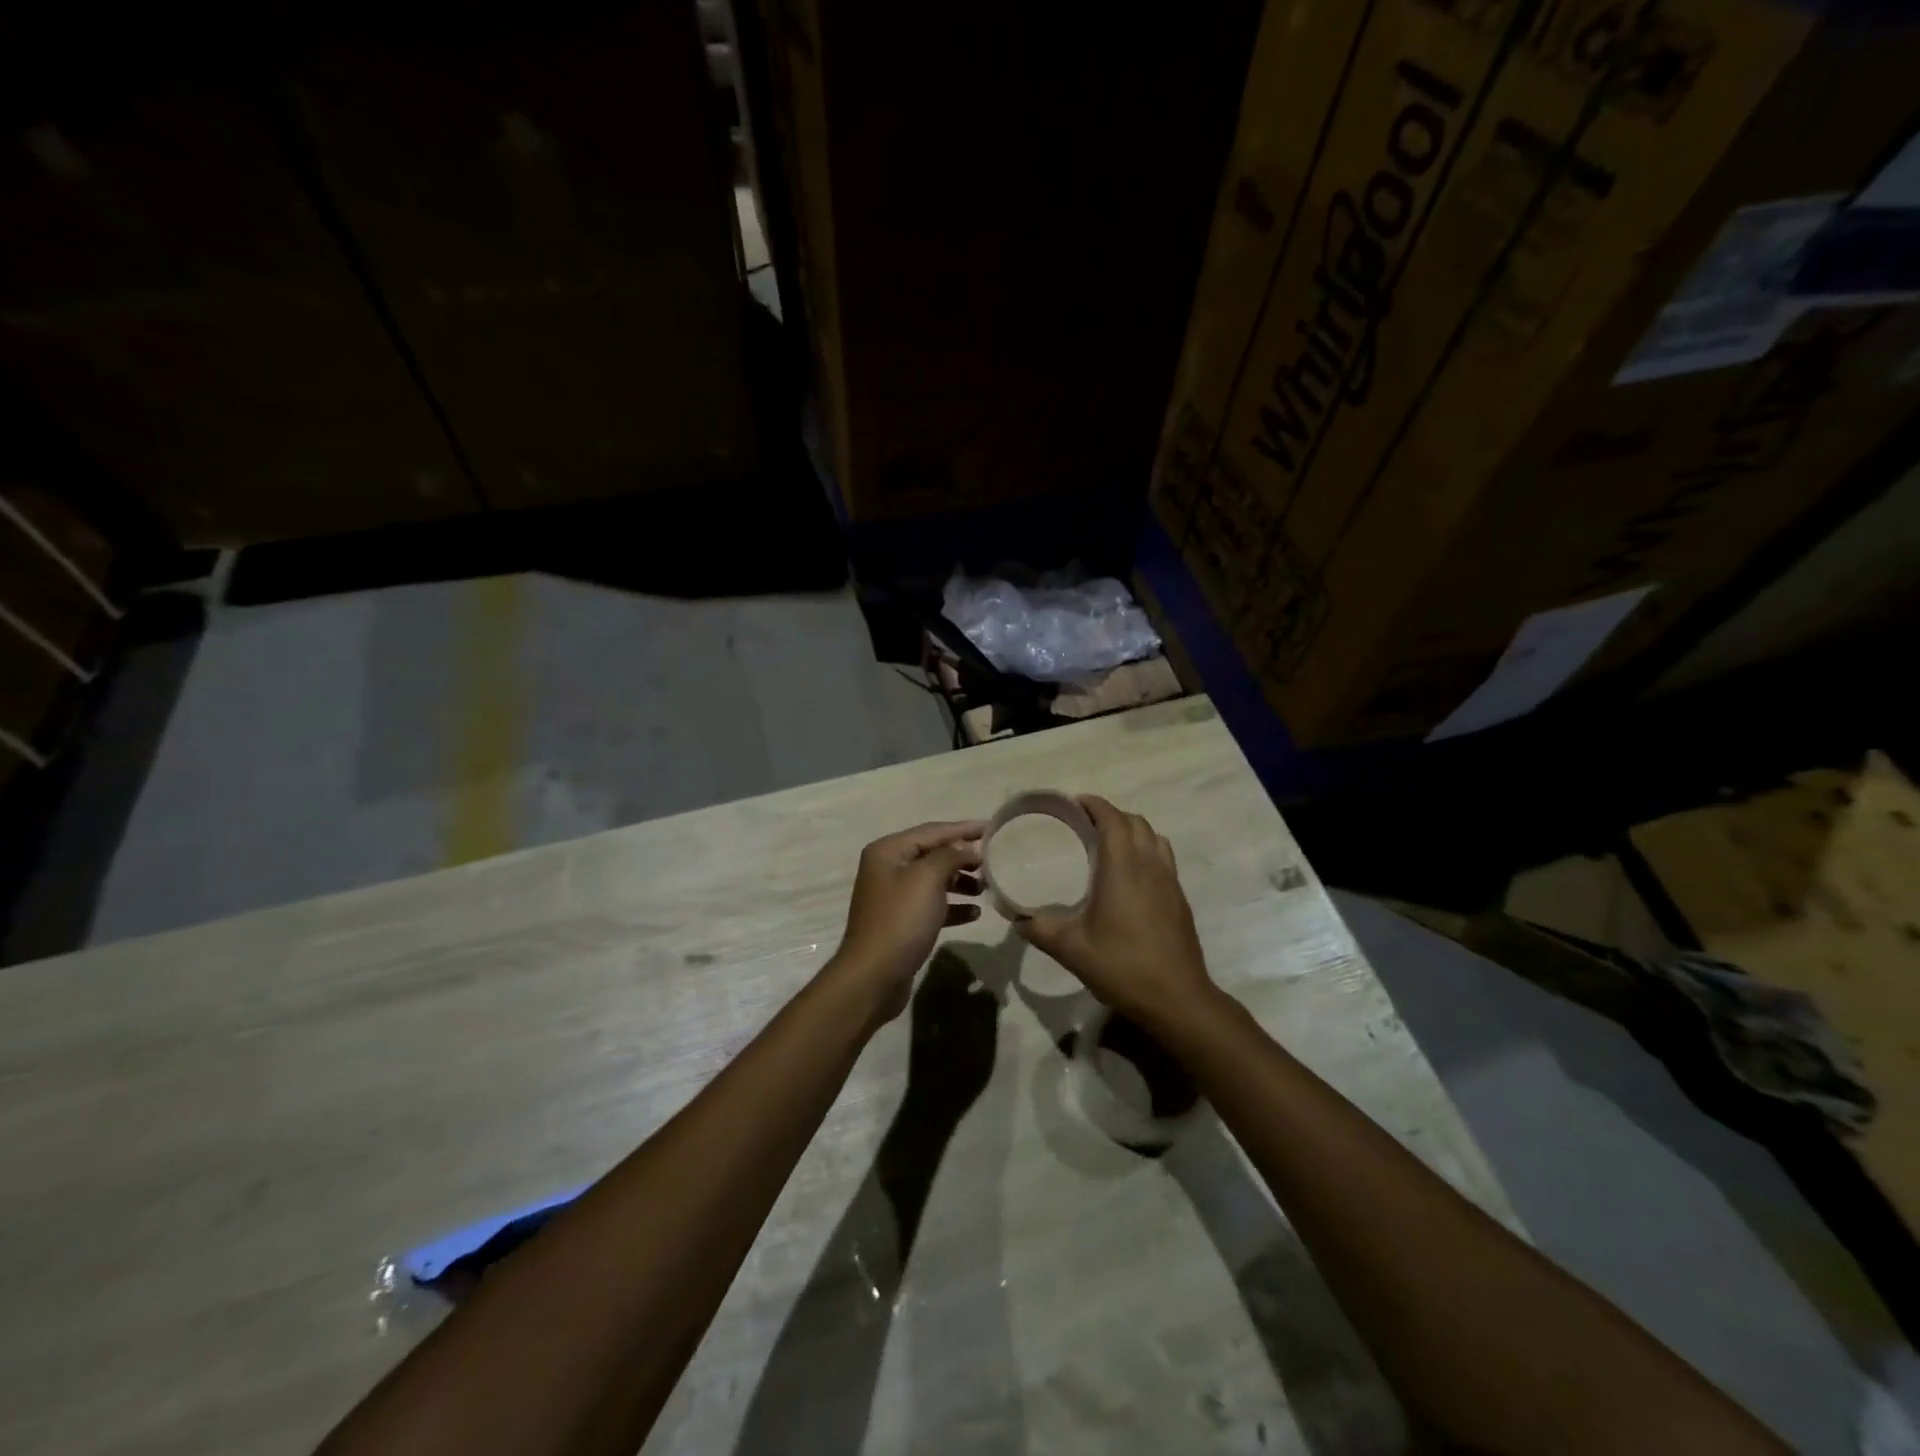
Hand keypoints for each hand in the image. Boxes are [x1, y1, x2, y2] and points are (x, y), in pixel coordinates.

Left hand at [830, 821, 984, 1020]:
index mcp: (889, 850)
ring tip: (986, 888)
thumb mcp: (928, 879)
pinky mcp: (901, 921)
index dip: (963, 829)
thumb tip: (967, 848)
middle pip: (933, 853)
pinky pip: (932, 905)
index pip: (933, 831)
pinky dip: (952, 906)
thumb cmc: (901, 920)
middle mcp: (888, 868)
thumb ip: (950, 856)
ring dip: (960, 881)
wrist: (873, 976)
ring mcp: (893, 896)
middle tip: (993, 862)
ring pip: (934, 880)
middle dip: (963, 856)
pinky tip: (974, 913)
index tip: (993, 828)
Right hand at [1015, 796, 1213, 1028]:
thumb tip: (1015, 918)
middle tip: (1084, 824)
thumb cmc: (1123, 967)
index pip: (1112, 819)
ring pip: (1153, 838)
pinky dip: (1145, 851)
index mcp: (1123, 868)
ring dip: (1131, 831)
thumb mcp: (1071, 949)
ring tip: (1108, 844)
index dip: (1094, 804)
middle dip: (1110, 815)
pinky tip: (1129, 877)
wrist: (1178, 999)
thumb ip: (1039, 929)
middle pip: (1135, 822)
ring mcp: (1170, 881)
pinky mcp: (1180, 898)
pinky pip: (1163, 858)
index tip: (1073, 803)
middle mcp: (1150, 865)